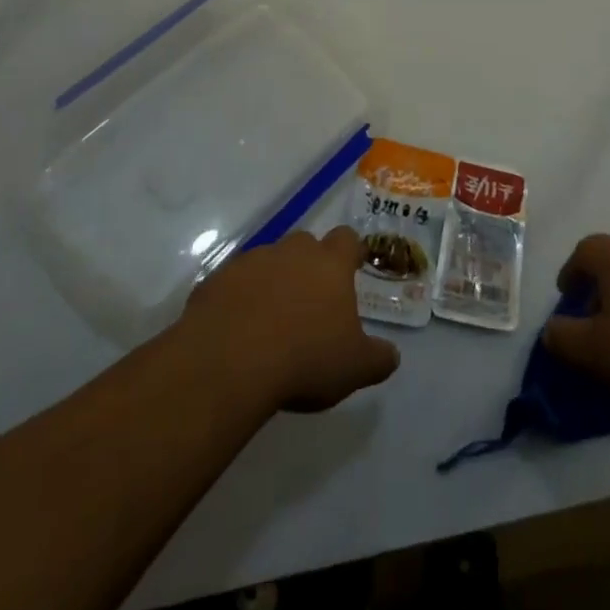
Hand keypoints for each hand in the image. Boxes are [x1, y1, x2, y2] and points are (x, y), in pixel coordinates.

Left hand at [182, 227, 398, 411]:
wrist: (228, 363)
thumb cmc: (303, 359)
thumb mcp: (353, 369)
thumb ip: (377, 359)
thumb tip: (392, 356)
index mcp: (330, 264)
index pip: (347, 240)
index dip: (350, 253)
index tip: (351, 270)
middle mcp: (292, 251)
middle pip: (306, 245)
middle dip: (308, 266)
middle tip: (309, 303)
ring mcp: (252, 261)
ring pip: (268, 261)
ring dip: (271, 282)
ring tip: (269, 321)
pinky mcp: (216, 279)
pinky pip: (233, 283)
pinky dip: (238, 299)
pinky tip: (236, 330)